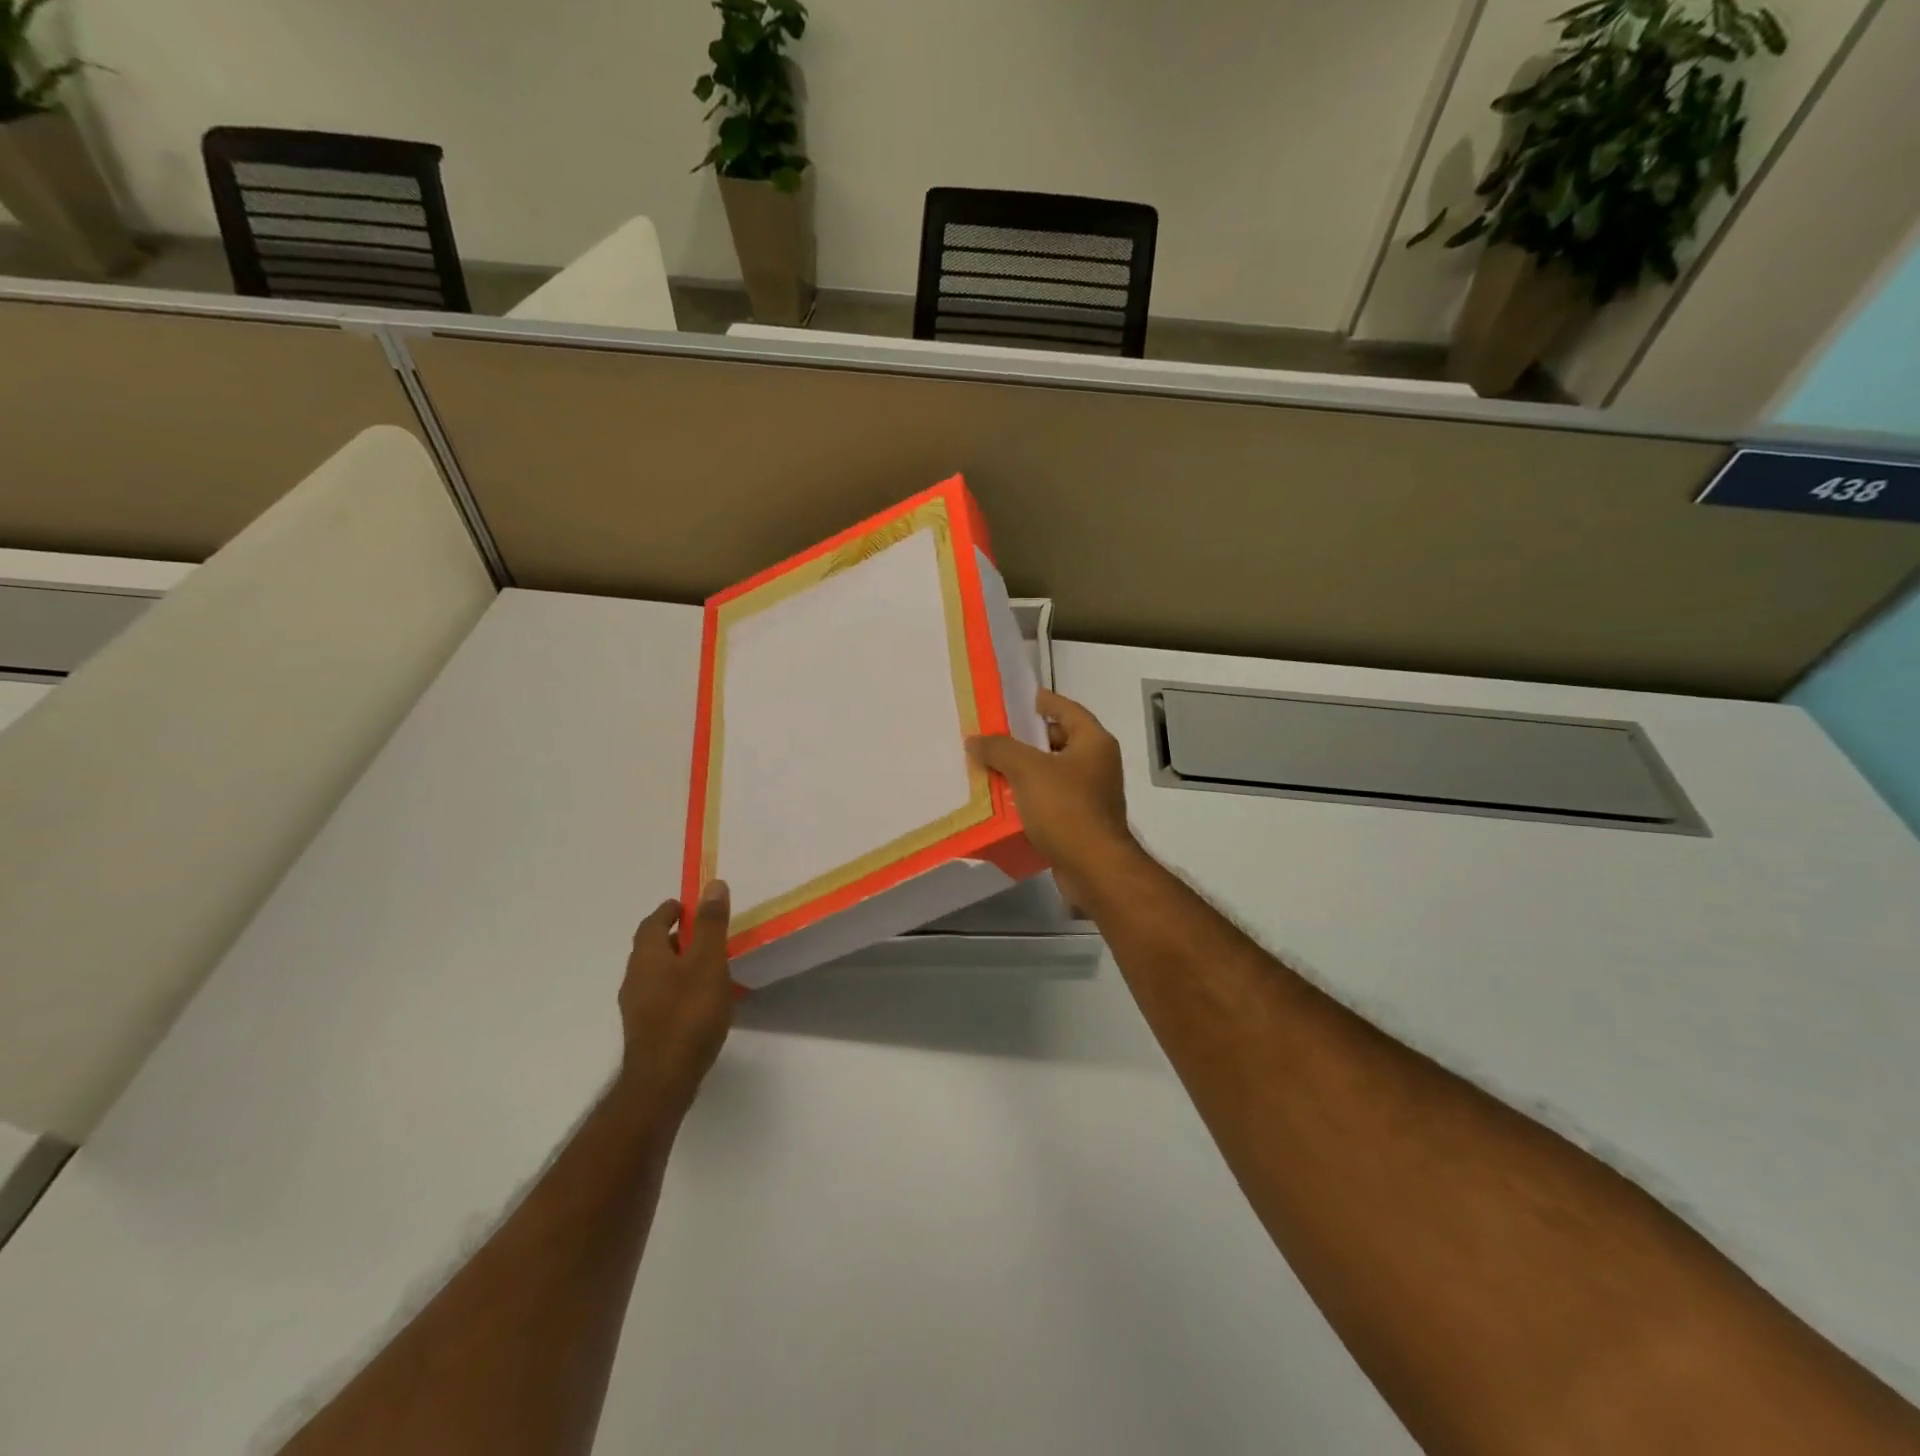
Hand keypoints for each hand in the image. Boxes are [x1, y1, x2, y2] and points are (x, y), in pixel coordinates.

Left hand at [616, 881, 733, 1117]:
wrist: (664, 1080)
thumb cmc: (689, 1013)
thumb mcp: (708, 962)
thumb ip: (710, 924)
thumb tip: (712, 884)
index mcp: (647, 956)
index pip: (652, 923)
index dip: (669, 911)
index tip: (687, 905)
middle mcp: (635, 977)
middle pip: (651, 947)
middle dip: (673, 935)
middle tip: (701, 931)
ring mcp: (637, 1007)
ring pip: (655, 973)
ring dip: (675, 962)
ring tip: (705, 964)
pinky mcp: (645, 1030)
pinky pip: (660, 996)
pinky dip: (676, 986)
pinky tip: (698, 999)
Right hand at [967, 689, 1137, 907]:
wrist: (1094, 868)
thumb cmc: (1066, 809)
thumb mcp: (1028, 770)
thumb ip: (1000, 749)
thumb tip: (975, 739)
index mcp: (1093, 741)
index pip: (1065, 708)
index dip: (1040, 701)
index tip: (1012, 700)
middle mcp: (1097, 763)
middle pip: (1057, 740)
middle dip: (1024, 740)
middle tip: (991, 737)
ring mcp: (1091, 794)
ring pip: (1051, 772)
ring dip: (1023, 771)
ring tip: (989, 767)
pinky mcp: (1080, 821)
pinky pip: (1050, 799)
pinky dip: (1029, 797)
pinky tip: (1002, 801)